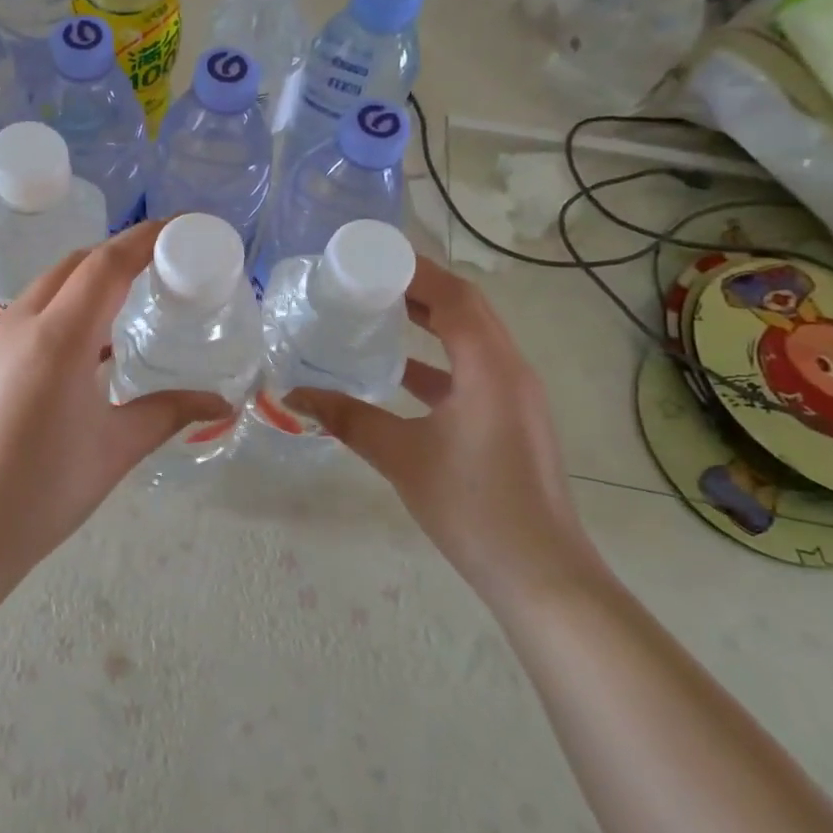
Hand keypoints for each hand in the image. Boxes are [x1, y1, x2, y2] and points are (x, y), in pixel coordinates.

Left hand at [0, 220, 229, 576]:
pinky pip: (29, 314)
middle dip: (119, 255)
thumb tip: (222, 404)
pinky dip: (64, 309)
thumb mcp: (115, 449)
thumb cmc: (43, 491)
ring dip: (88, 282)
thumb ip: (169, 413)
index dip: (145, 238)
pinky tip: (84, 349)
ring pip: (48, 287)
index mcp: (58, 338)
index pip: (106, 264)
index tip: (181, 228)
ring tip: (127, 306)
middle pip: (75, 265)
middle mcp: (20, 323)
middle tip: (161, 268)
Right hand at [286, 257, 599, 606]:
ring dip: (430, 322)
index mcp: (491, 368)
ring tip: (379, 313)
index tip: (370, 258)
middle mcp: (510, 370)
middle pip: (467, 309)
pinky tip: (398, 374)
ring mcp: (516, 396)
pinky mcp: (511, 420)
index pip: (455, 297)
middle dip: (420, 289)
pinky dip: (437, 361)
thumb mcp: (401, 456)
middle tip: (368, 279)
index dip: (415, 271)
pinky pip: (473, 370)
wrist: (540, 574)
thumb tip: (293, 395)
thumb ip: (348, 418)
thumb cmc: (472, 506)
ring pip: (471, 340)